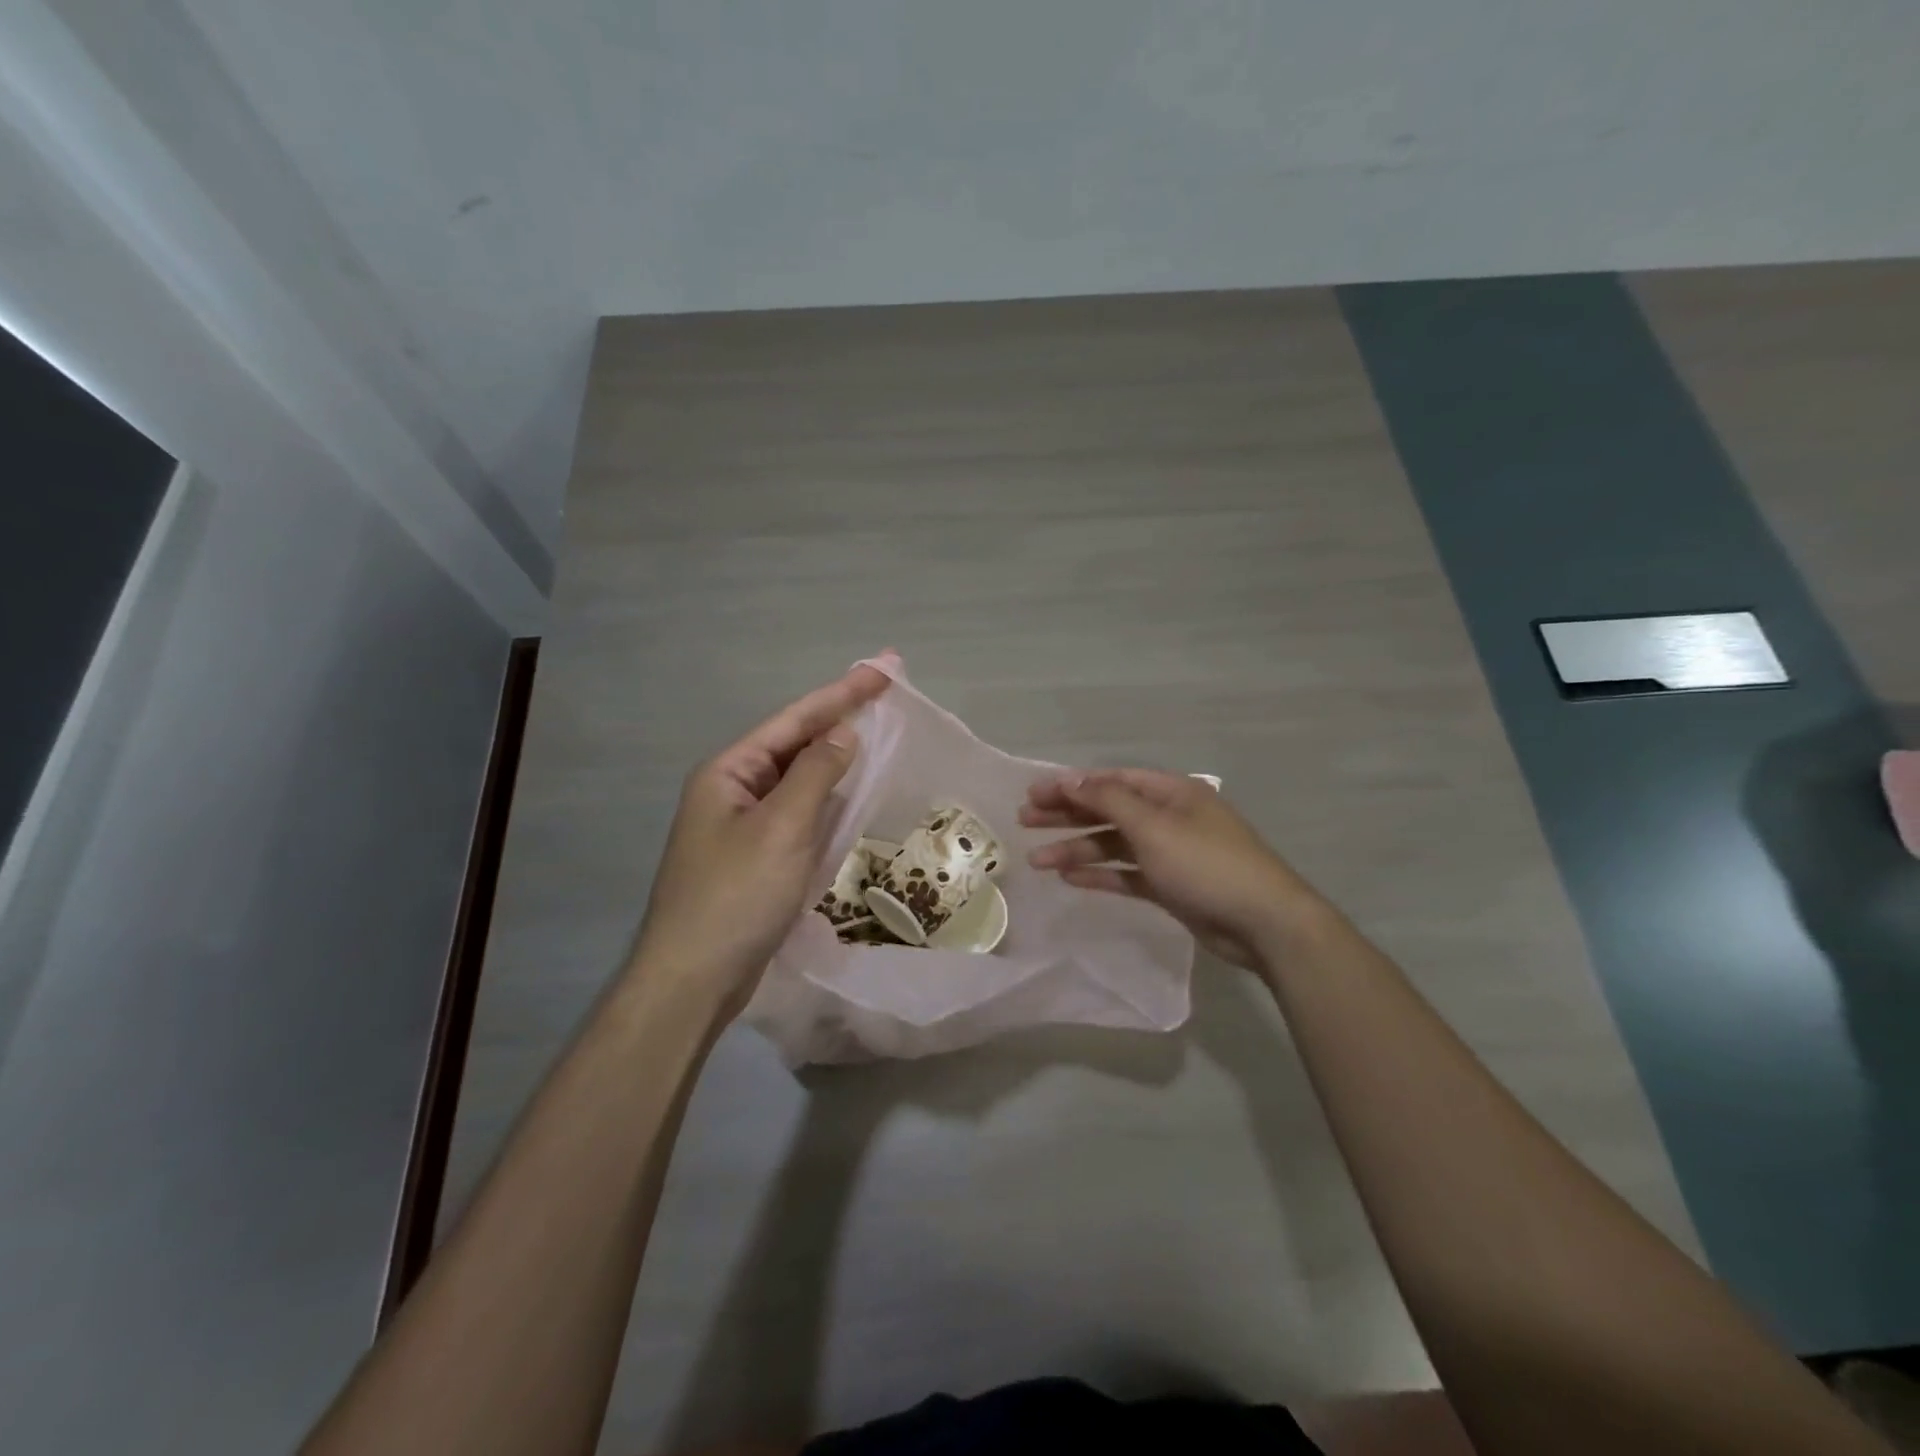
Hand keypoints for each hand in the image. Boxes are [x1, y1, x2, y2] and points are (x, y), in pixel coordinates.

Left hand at [631, 657, 895, 1012]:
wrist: (694, 980)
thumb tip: (844, 733)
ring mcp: (744, 826)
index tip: (883, 669)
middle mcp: (733, 790)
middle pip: (794, 744)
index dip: (841, 692)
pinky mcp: (757, 857)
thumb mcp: (781, 828)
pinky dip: (827, 799)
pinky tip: (851, 793)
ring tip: (876, 732)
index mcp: (729, 772)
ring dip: (835, 757)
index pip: (794, 720)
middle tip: (886, 694)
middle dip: (840, 718)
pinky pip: (799, 814)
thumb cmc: (736, 896)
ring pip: (798, 780)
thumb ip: (815, 773)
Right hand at [1021, 768, 1330, 971]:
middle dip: (1067, 816)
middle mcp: (1168, 816)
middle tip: (1024, 822)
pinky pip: (1127, 874)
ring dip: (1077, 850)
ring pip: (1114, 844)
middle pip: (1108, 810)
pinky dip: (1101, 875)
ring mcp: (1170, 852)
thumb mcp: (1154, 826)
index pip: (1111, 780)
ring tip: (1037, 861)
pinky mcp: (1170, 885)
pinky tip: (1071, 879)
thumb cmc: (1206, 864)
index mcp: (1170, 792)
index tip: (1033, 794)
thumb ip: (1109, 800)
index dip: (1071, 785)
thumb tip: (1072, 778)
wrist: (1263, 922)